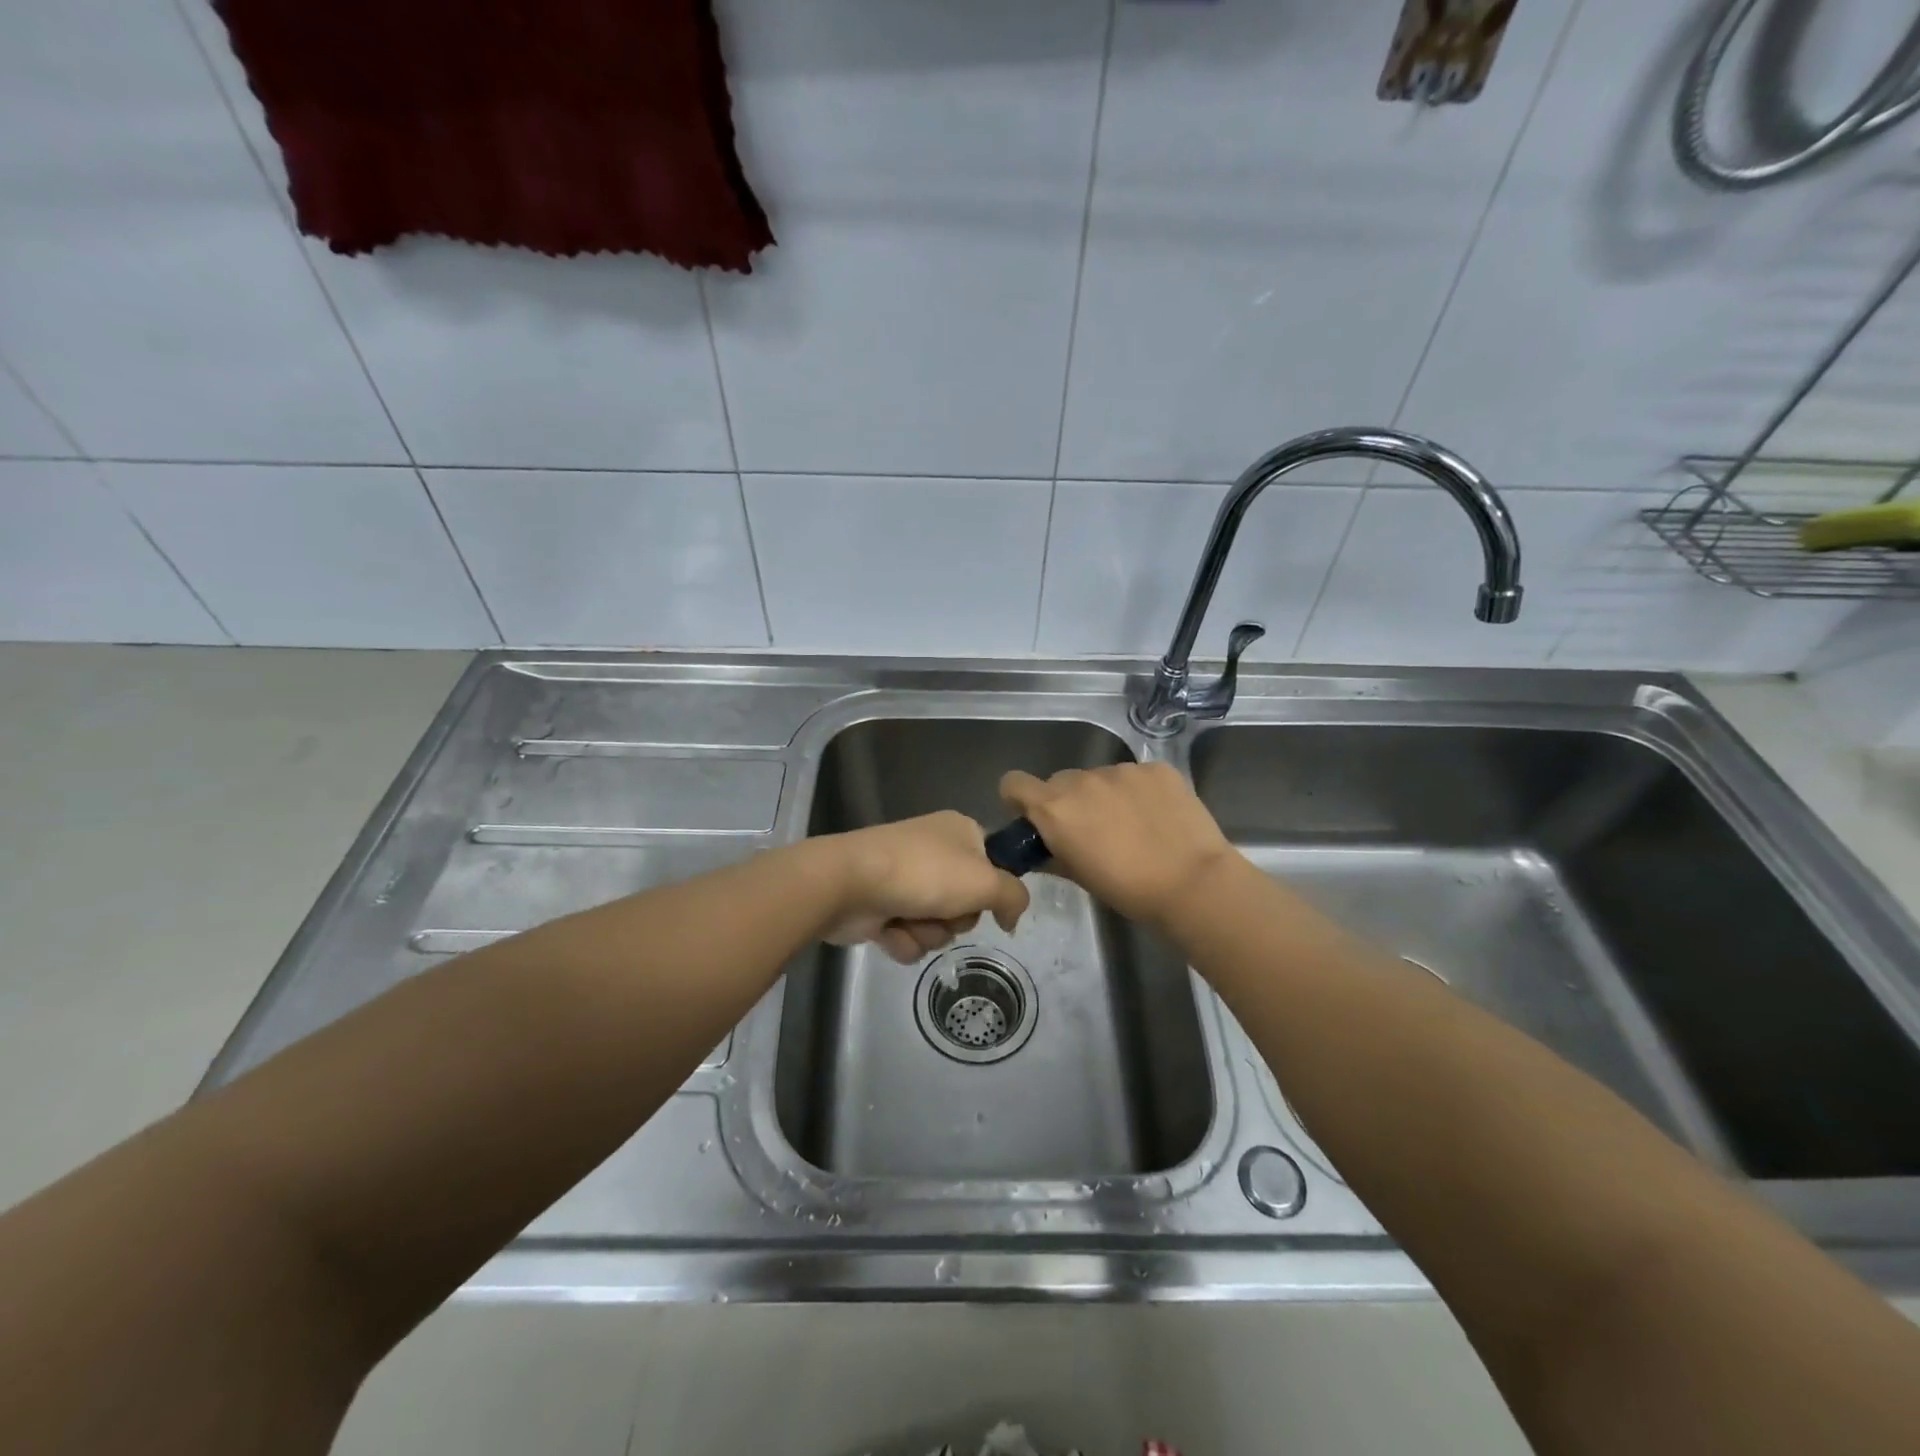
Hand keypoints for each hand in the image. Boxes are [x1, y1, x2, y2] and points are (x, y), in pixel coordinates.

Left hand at [820, 811, 1030, 963]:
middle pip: (967, 902)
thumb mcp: (985, 881)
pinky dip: (903, 940)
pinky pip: (909, 936)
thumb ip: (1014, 897)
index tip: (990, 904)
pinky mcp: (881, 906)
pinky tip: (889, 932)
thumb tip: (1012, 917)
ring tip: (908, 921)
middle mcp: (934, 851)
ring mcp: (905, 878)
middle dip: (956, 918)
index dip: (993, 889)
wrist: (848, 882)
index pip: (994, 863)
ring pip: (939, 924)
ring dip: (928, 932)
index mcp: (960, 831)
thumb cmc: (923, 873)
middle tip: (943, 911)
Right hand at [999, 761, 1235, 926]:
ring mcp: (1122, 770)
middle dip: (1069, 801)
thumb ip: (1052, 854)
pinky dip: (1140, 791)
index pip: (1014, 783)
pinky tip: (1158, 817)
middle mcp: (1082, 780)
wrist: (1193, 883)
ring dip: (1106, 795)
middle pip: (1060, 781)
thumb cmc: (1128, 890)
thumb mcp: (1079, 877)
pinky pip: (1135, 775)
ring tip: (1133, 825)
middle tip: (1092, 830)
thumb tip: (1043, 847)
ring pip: (1100, 778)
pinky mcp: (1156, 768)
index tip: (1035, 817)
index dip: (1020, 799)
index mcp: (1055, 808)